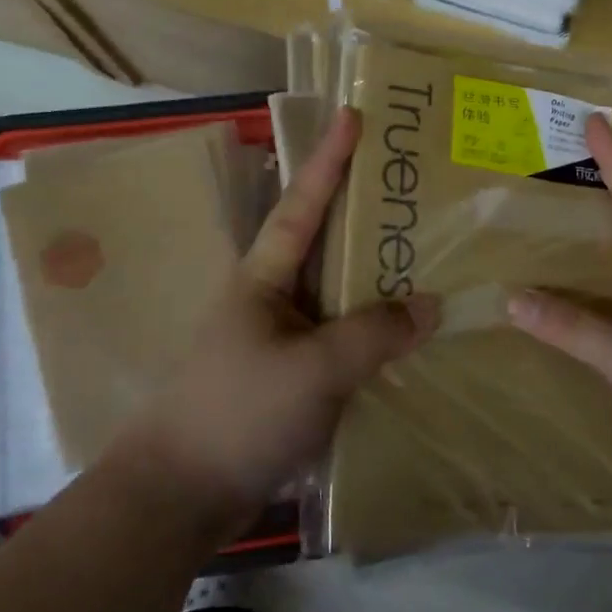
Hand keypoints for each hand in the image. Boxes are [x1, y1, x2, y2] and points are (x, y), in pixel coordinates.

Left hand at [113, 107, 439, 521]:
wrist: (180, 497)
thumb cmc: (237, 414)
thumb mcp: (312, 369)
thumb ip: (374, 333)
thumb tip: (431, 305)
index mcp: (264, 278)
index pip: (302, 204)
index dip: (328, 160)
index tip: (353, 115)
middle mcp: (273, 297)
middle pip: (328, 243)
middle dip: (367, 212)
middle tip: (417, 187)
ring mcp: (283, 338)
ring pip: (340, 293)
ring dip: (378, 275)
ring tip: (430, 254)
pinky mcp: (293, 377)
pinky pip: (344, 338)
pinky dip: (376, 330)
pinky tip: (412, 333)